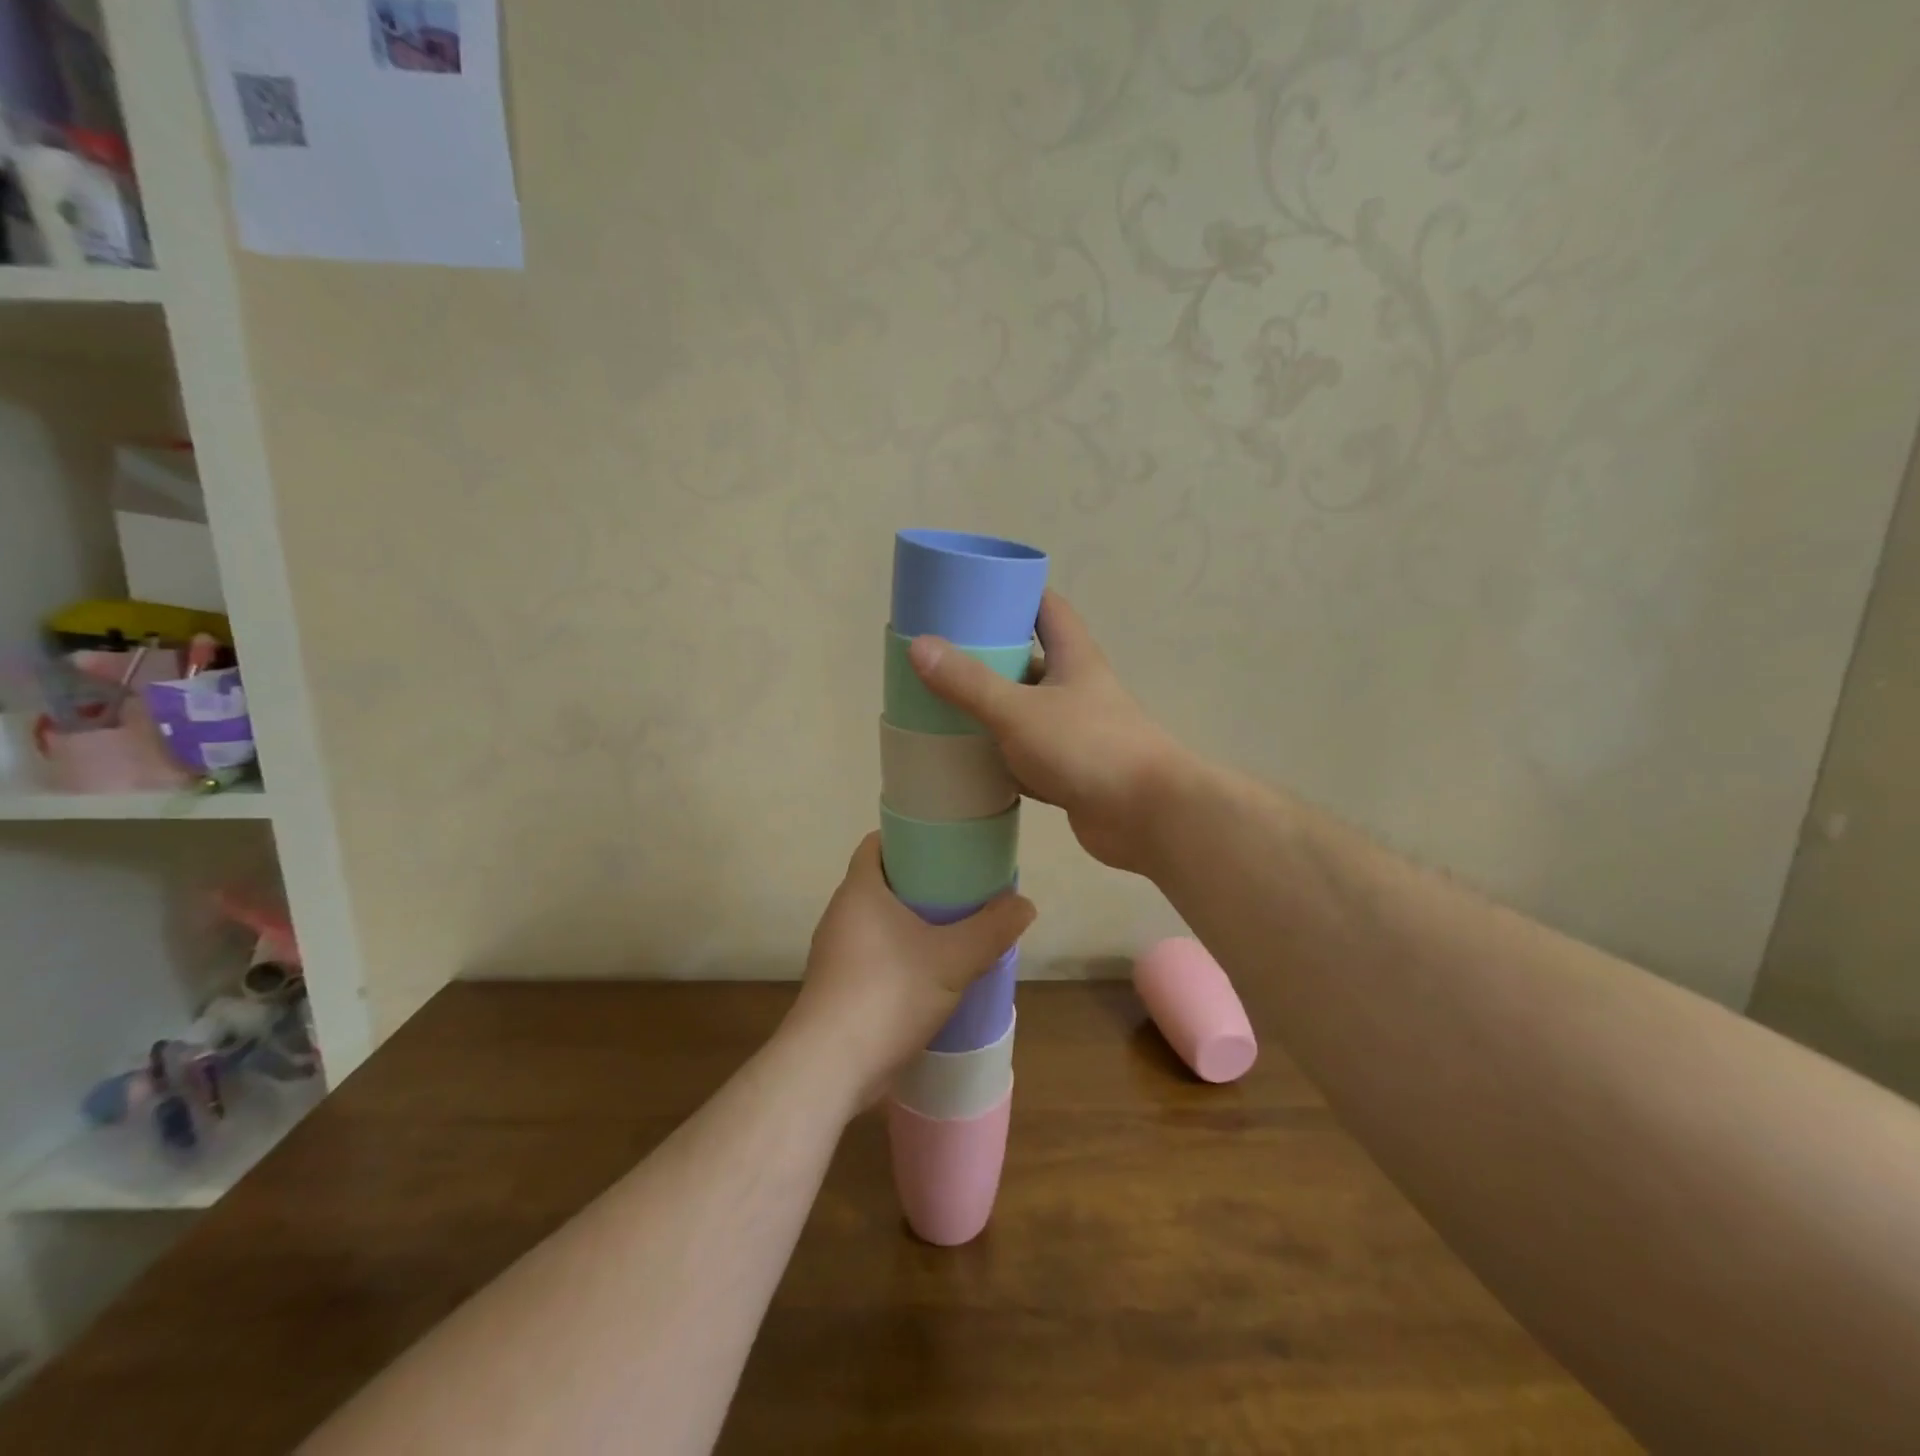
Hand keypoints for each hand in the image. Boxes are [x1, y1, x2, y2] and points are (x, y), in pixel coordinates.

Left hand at [787, 834, 1034, 1111]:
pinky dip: (901, 954)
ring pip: (879, 921)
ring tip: (954, 929)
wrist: (830, 1067)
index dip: (909, 837)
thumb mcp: (953, 959)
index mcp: (860, 890)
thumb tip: (1025, 904)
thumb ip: (992, 929)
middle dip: (920, 882)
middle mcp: (841, 914)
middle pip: (882, 882)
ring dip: (912, 923)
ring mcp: (835, 953)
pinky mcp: (839, 987)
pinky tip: (931, 973)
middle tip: (962, 888)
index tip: (944, 845)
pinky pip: (874, 954)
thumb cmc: (889, 993)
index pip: (877, 843)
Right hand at [908, 590, 1181, 873]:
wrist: (1148, 816)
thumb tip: (919, 645)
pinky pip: (1027, 758)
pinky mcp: (1070, 773)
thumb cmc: (1088, 747)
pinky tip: (969, 763)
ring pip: (1026, 713)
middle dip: (991, 658)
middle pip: (1030, 662)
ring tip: (942, 709)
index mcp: (1073, 658)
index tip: (975, 594)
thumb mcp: (1019, 710)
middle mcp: (1077, 690)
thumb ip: (969, 682)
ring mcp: (1075, 733)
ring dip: (992, 712)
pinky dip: (1001, 759)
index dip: (1016, 595)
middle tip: (941, 658)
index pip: (1048, 609)